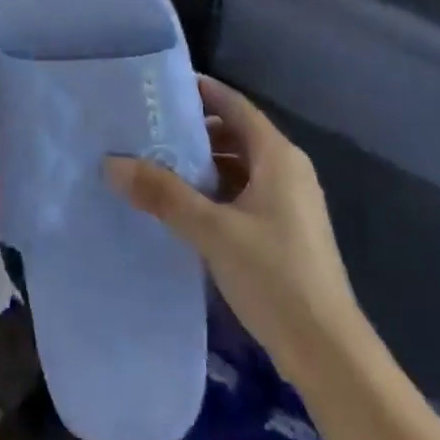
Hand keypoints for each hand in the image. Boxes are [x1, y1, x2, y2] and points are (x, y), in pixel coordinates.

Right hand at [105, 75, 359, 369]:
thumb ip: (162, 194)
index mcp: (278, 157)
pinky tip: (182, 206)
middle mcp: (287, 171)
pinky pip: (243, 194)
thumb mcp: (212, 230)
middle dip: (194, 130)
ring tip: (155, 164)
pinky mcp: (284, 232)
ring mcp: (289, 203)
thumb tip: (112, 162)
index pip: (235, 106)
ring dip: (202, 163)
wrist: (328, 351)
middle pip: (236, 134)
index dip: (201, 92)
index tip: (161, 87)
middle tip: (147, 128)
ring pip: (239, 167)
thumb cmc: (274, 276)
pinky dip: (214, 191)